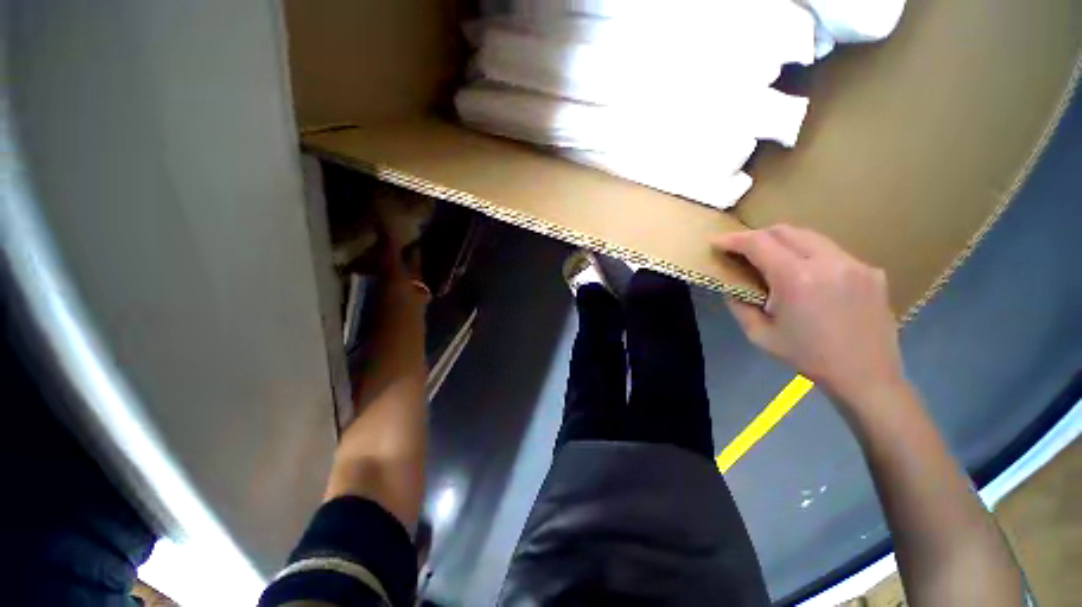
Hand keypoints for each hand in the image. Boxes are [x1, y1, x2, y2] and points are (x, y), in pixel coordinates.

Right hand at [713, 225, 903, 404]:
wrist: (866, 376)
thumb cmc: (807, 357)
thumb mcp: (759, 334)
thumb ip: (739, 304)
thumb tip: (730, 284)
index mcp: (797, 278)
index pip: (758, 243)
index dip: (733, 239)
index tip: (716, 241)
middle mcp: (829, 262)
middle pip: (785, 230)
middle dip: (757, 235)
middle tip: (740, 250)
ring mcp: (854, 263)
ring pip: (810, 236)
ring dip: (783, 242)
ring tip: (770, 259)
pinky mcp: (871, 270)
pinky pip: (831, 252)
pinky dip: (808, 255)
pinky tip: (806, 276)